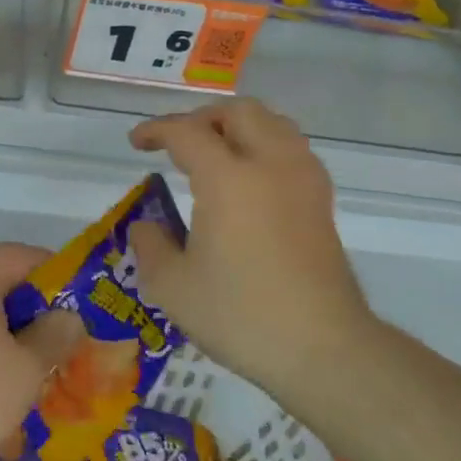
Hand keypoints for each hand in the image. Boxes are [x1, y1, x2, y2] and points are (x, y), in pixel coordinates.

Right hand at [127, 99, 369, 395]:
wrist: (323, 348)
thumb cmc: (241, 316)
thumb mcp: (172, 287)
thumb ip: (150, 246)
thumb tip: (146, 225)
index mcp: (229, 179)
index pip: (187, 132)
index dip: (156, 130)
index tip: (137, 143)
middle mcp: (270, 164)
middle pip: (238, 112)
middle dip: (201, 118)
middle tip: (178, 144)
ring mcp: (303, 179)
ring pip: (272, 123)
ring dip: (238, 127)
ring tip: (215, 154)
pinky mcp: (322, 200)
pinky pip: (291, 148)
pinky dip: (265, 145)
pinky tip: (250, 179)